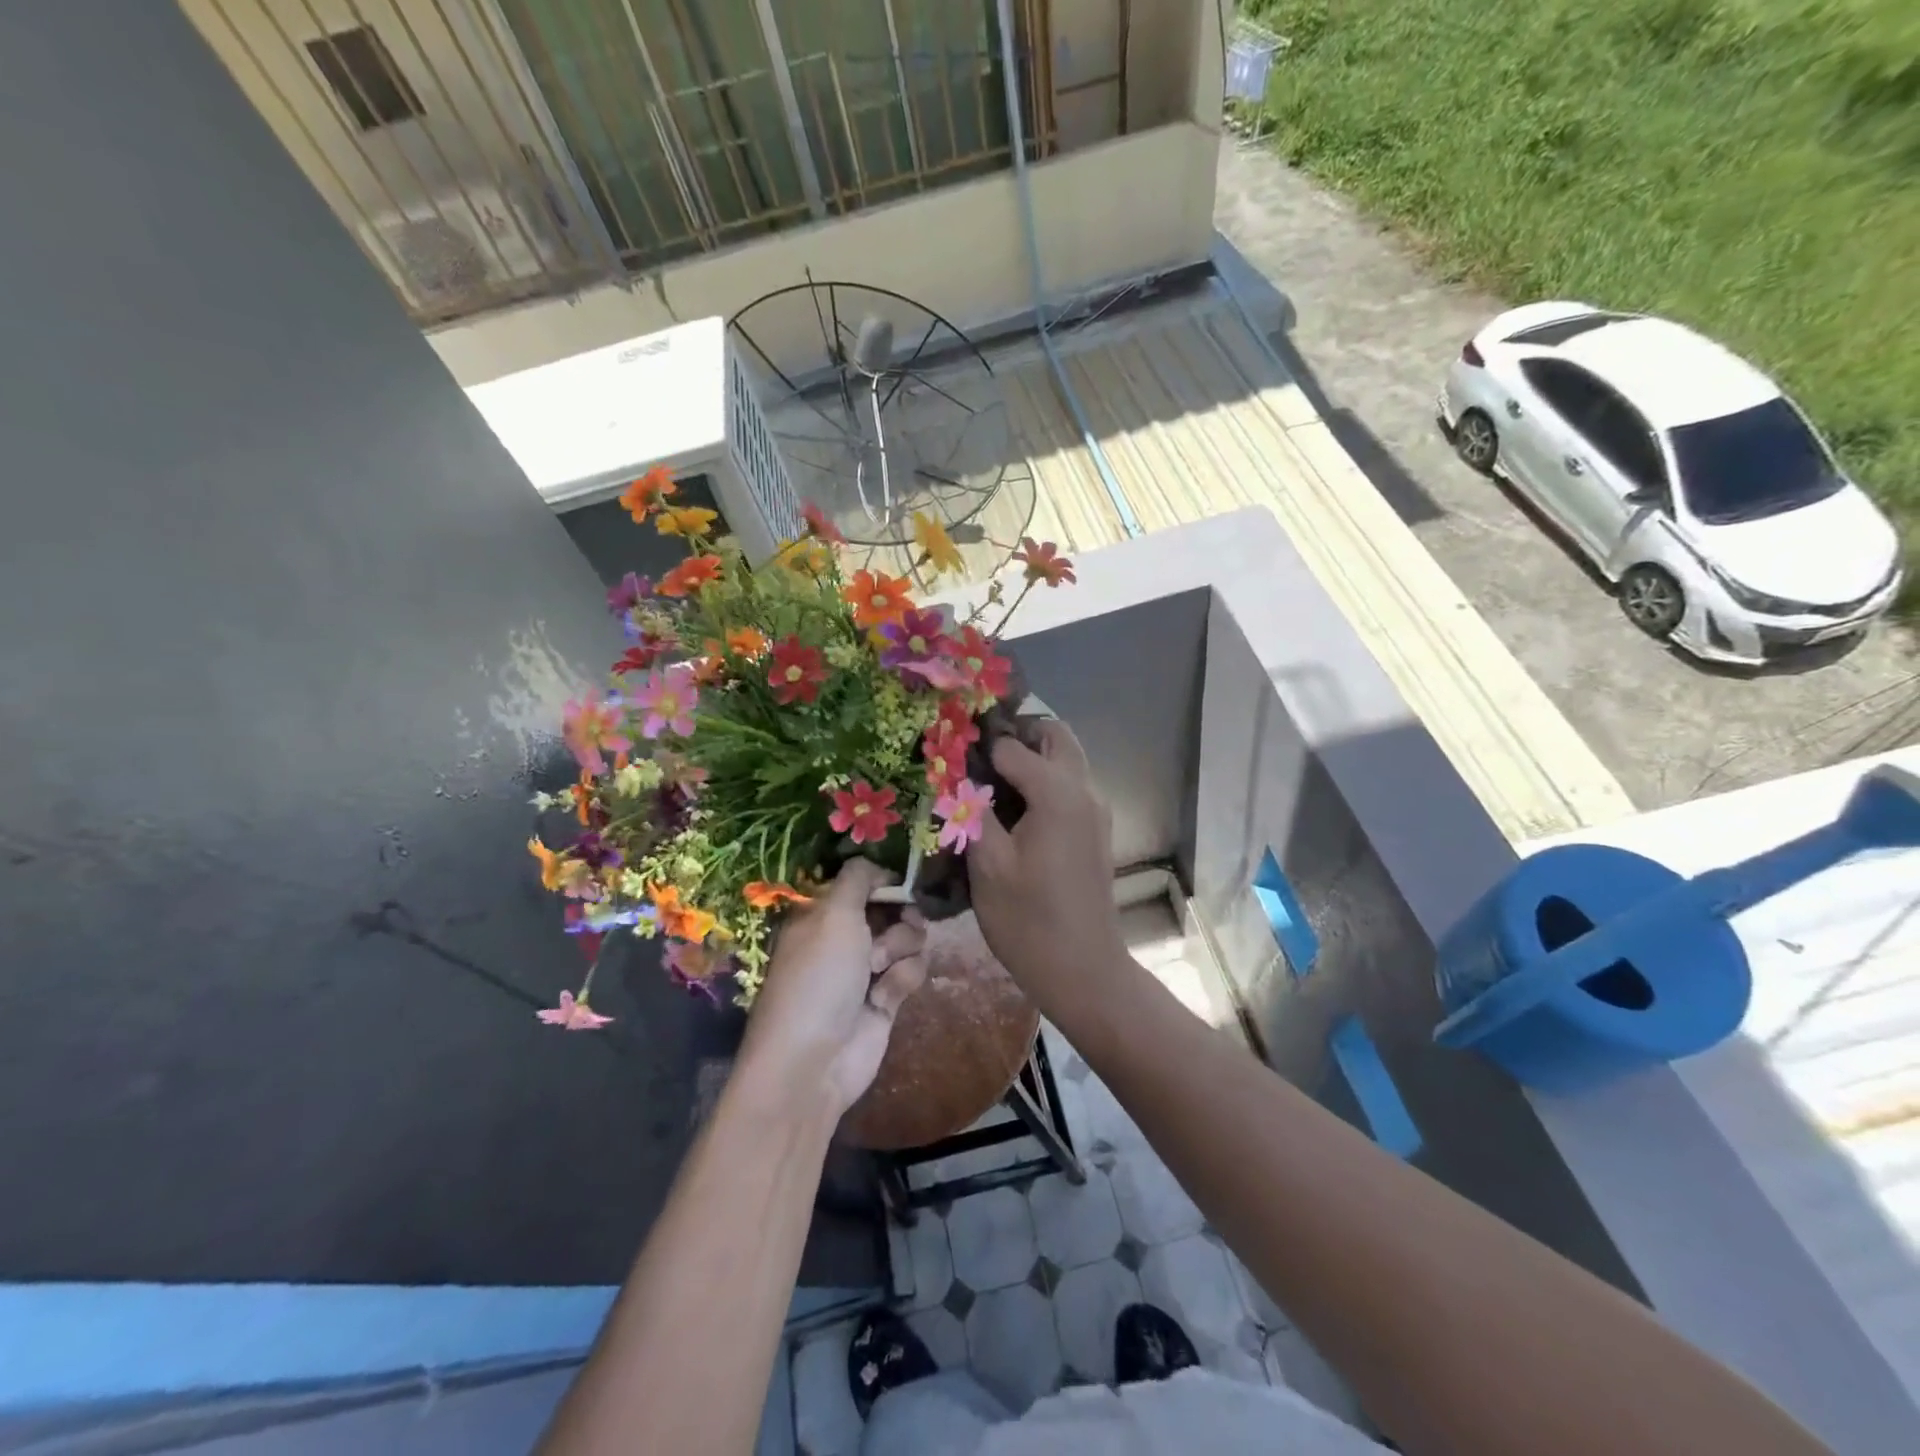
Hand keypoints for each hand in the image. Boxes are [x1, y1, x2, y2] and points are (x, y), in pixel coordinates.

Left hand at [738, 860, 928, 1116]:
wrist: (814, 1062)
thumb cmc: (819, 978)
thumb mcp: (833, 914)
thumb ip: (858, 879)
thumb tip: (878, 868)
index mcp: (822, 913)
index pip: (862, 882)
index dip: (884, 882)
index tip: (900, 885)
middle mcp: (844, 936)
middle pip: (892, 907)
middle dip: (901, 915)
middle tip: (900, 924)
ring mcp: (866, 968)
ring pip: (908, 937)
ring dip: (902, 948)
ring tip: (881, 969)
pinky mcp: (886, 998)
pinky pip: (911, 970)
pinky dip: (903, 979)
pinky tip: (884, 998)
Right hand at [967, 720, 1124, 1012]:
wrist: (1083, 970)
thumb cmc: (1028, 920)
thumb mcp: (987, 864)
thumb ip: (973, 809)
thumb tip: (960, 774)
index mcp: (1057, 793)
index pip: (1012, 744)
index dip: (979, 746)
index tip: (949, 754)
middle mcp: (1084, 790)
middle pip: (1055, 735)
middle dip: (1017, 734)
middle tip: (977, 755)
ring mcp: (1096, 810)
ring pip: (1066, 759)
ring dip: (1033, 755)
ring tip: (988, 780)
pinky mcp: (1095, 830)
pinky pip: (1070, 784)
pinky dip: (1044, 779)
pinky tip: (1011, 808)